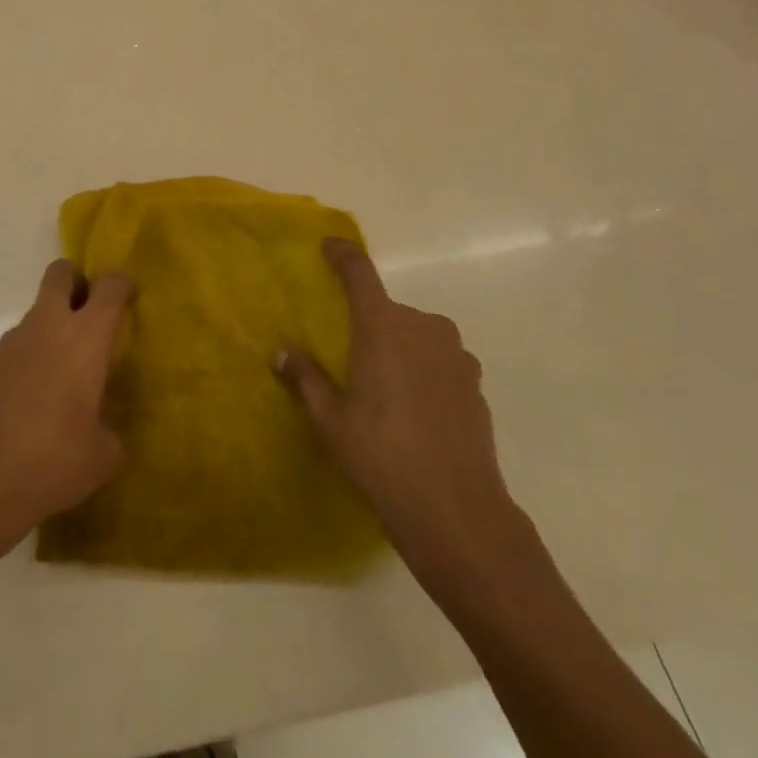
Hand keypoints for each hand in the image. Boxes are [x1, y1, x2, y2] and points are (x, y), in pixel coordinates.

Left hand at [0, 260, 133, 557]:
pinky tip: (37, 398)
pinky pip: (21, 342)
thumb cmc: (55, 460)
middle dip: (78, 283)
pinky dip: (34, 354)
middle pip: (61, 273)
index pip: (109, 286)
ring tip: (66, 375)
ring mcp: (14, 340)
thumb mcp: (103, 453)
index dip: (122, 285)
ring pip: (39, 310)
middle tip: (92, 317)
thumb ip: (110, 426)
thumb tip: (102, 422)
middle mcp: (49, 325)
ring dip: (55, 326)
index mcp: (86, 336)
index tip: (130, 299)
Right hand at [275, 238, 530, 593]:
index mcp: (383, 326)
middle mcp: (423, 328)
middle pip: (389, 310)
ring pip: (418, 335)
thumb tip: (282, 353)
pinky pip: (440, 361)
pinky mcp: (475, 384)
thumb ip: (306, 379)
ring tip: (385, 389)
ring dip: (400, 348)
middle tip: (352, 359)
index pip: (360, 272)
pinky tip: (415, 410)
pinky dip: (424, 371)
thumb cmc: (382, 456)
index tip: (329, 246)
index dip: (343, 254)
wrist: (457, 511)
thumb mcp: (331, 420)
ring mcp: (455, 355)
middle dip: (370, 324)